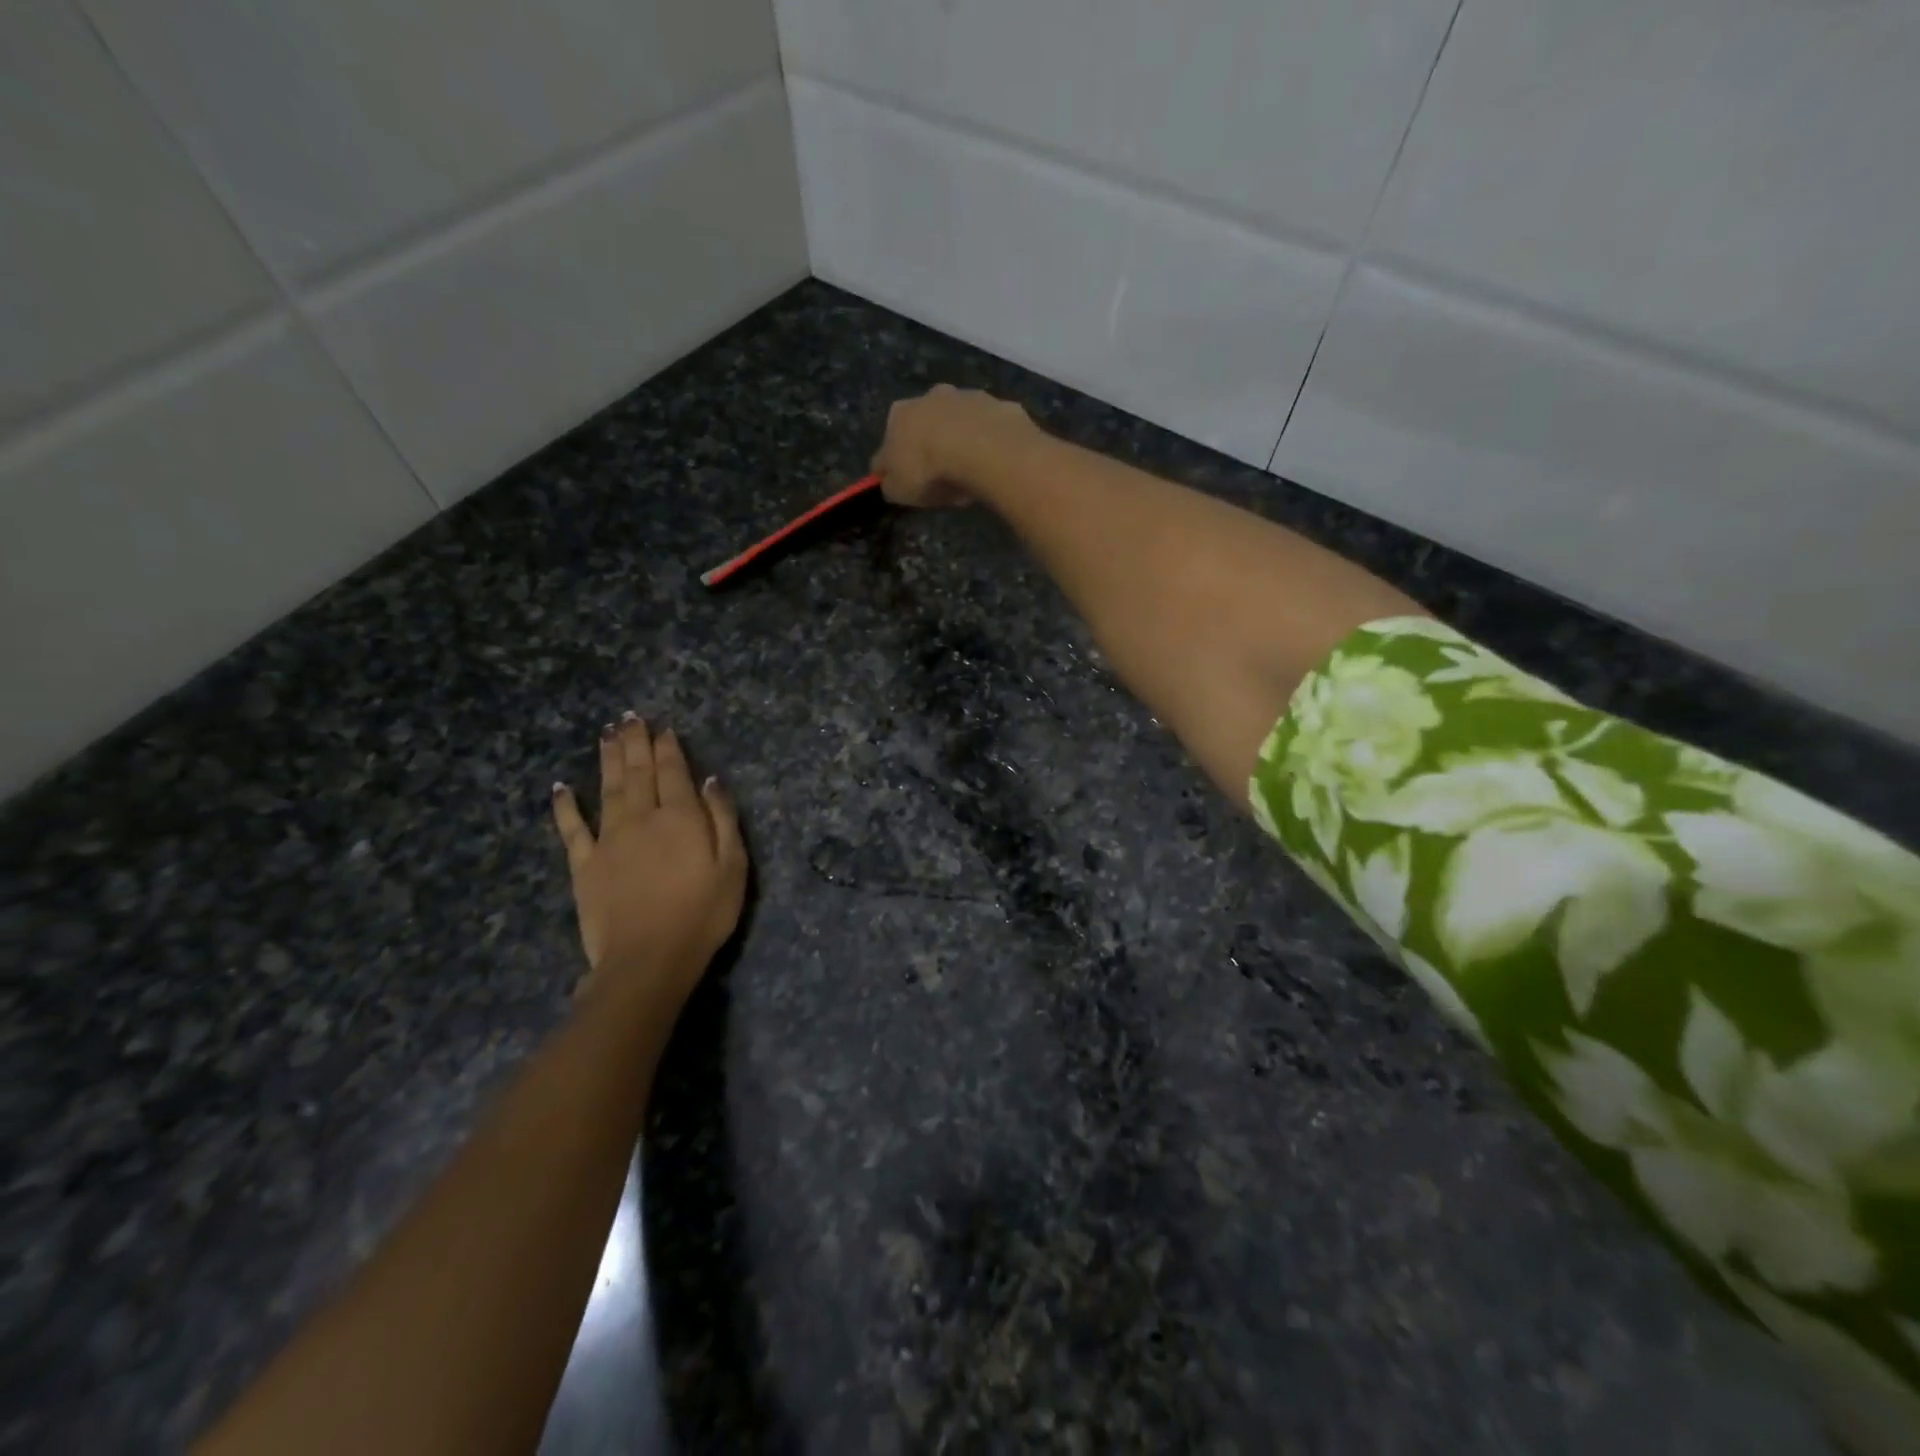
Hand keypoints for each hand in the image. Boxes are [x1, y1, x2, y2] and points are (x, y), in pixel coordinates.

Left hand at [550, 717, 746, 1014]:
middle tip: (629, 718)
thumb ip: (722, 819)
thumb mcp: (732, 867)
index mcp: (681, 817)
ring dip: (607, 759)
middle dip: (635, 743)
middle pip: (638, 772)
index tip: (663, 728)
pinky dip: (565, 806)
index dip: (668, 748)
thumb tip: (710, 780)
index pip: (674, 772)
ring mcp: (609, 840)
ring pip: (608, 789)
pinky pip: (572, 829)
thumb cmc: (702, 915)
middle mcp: (642, 818)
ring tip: (606, 734)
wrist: (648, 959)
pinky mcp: (584, 864)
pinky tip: (561, 787)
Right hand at [871, 385, 1036, 508]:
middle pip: (929, 422)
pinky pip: (993, 428)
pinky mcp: (1001, 405)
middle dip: (935, 444)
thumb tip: (887, 476)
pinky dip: (993, 443)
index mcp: (900, 413)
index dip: (900, 460)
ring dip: (965, 441)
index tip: (911, 480)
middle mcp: (932, 395)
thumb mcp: (897, 489)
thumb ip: (889, 481)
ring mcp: (970, 396)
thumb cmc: (929, 470)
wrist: (983, 450)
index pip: (892, 437)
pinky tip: (997, 465)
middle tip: (944, 477)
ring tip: (973, 474)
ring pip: (963, 421)